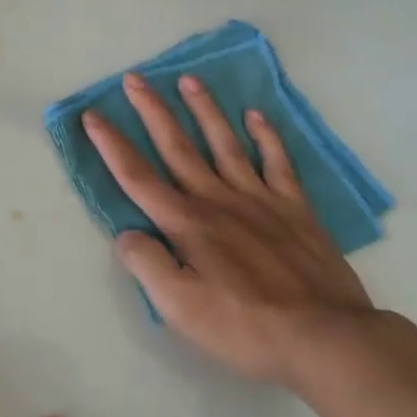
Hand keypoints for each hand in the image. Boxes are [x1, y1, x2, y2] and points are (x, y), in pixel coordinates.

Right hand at [82, 71, 375, 386]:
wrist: (325, 337)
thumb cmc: (244, 327)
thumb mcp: (179, 308)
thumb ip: (147, 265)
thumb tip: (126, 234)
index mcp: (186, 223)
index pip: (137, 176)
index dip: (111, 145)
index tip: (91, 114)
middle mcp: (217, 200)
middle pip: (177, 147)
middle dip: (152, 111)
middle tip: (134, 78)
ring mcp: (259, 199)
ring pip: (224, 143)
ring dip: (204, 110)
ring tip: (188, 80)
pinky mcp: (294, 209)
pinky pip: (277, 163)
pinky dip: (266, 136)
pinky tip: (255, 116)